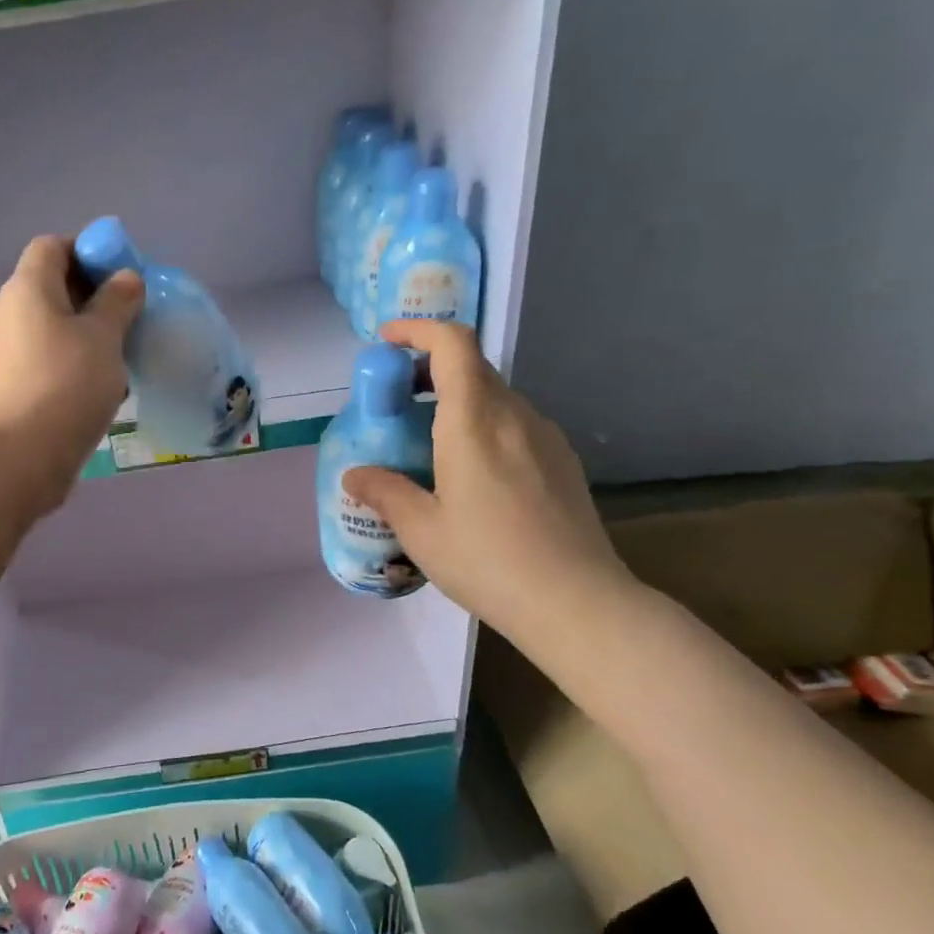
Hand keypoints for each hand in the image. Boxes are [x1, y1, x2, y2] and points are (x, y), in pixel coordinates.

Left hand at [0, 236, 142, 514]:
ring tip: (127, 351)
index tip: (123, 275)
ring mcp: (16, 351)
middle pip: (56, 286)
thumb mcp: (103, 335)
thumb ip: (118, 301)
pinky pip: (57, 359)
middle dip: (97, 295)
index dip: (88, 251)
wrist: (23, 454)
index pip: (53, 247)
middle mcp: (16, 313)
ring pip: (60, 327)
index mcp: (29, 288)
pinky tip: (110, 386)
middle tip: (134, 313)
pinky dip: (83, 363)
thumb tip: (126, 279)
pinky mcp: (23, 385)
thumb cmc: (66, 382)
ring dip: (94, 334)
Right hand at [343, 319, 634, 651]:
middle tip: (396, 404)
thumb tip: (355, 475)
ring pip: (494, 397)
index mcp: (475, 421)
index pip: (453, 344)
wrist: (577, 602)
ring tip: (428, 446)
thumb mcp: (422, 530)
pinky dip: (482, 426)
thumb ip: (385, 492)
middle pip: (471, 367)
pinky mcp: (561, 461)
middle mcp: (514, 415)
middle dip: (428, 371)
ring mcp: (544, 436)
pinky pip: (513, 425)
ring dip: (456, 402)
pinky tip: (471, 476)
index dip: (418, 331)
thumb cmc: (489, 560)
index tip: (386, 344)